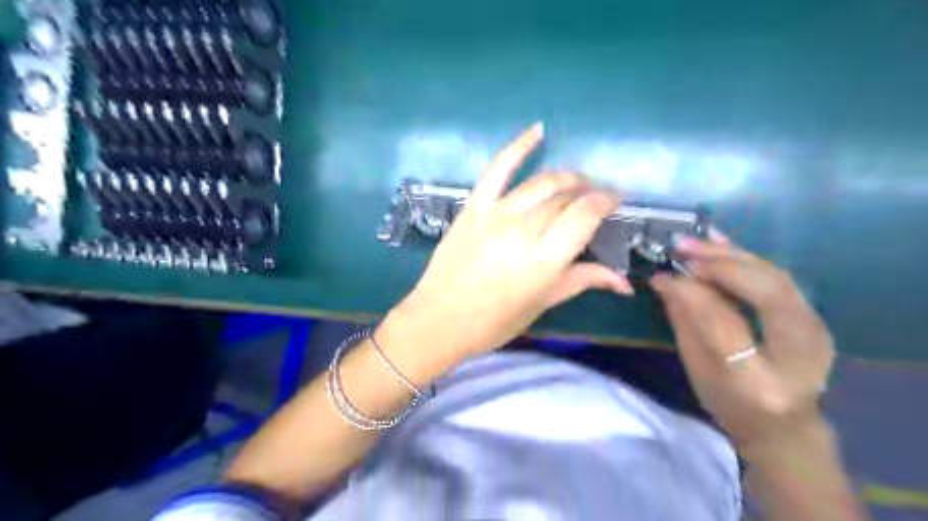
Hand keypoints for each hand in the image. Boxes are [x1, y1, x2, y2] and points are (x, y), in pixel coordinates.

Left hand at [394, 122, 634, 356]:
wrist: (438, 320)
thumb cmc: (494, 322)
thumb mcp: (542, 303)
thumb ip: (583, 281)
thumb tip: (625, 283)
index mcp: (544, 259)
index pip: (585, 215)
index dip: (605, 201)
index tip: (616, 200)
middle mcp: (523, 229)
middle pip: (564, 197)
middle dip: (586, 192)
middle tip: (595, 197)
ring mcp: (496, 214)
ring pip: (540, 182)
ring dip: (565, 177)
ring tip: (576, 181)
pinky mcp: (473, 207)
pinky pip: (497, 169)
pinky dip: (518, 146)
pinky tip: (538, 131)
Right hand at [647, 234, 838, 452]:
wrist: (784, 425)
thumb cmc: (729, 403)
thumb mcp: (697, 368)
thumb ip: (684, 322)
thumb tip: (666, 280)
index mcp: (759, 378)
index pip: (723, 320)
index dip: (690, 292)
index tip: (662, 275)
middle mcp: (797, 352)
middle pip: (763, 291)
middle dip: (719, 263)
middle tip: (681, 247)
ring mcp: (816, 332)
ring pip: (775, 276)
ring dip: (732, 254)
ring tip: (694, 241)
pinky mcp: (815, 318)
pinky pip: (779, 277)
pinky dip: (747, 257)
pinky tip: (721, 242)